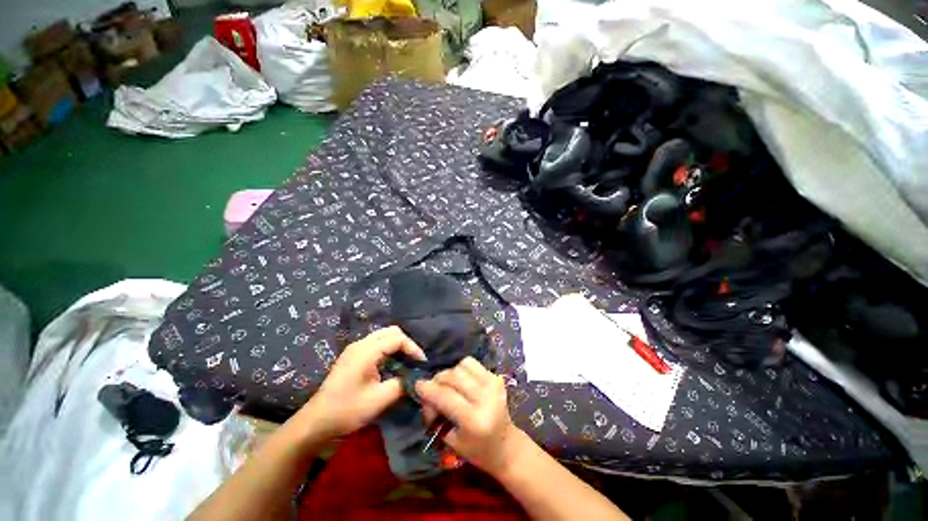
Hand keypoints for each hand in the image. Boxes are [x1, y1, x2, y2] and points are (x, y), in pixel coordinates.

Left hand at [298, 326, 425, 437]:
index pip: (398, 338)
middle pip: (391, 331)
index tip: (421, 364)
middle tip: (414, 360)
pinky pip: (376, 344)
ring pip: (383, 336)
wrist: (316, 423)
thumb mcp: (380, 400)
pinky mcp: (352, 356)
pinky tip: (391, 365)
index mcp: (367, 350)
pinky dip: (388, 349)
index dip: (413, 348)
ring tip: (406, 362)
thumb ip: (402, 384)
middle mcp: (361, 344)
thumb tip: (416, 378)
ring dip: (397, 346)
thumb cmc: (348, 410)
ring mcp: (355, 348)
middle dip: (406, 343)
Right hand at [416, 357, 523, 475]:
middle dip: (438, 380)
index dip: (429, 389)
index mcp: (474, 420)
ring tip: (449, 385)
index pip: (446, 396)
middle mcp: (486, 398)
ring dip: (451, 373)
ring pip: (463, 365)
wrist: (506, 444)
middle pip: (454, 376)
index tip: (417, 384)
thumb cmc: (476, 450)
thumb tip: (426, 393)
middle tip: (433, 390)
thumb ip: (437, 415)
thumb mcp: (451, 441)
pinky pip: (473, 363)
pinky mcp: (496, 377)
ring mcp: (493, 384)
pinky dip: (462, 368)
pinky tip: (461, 381)